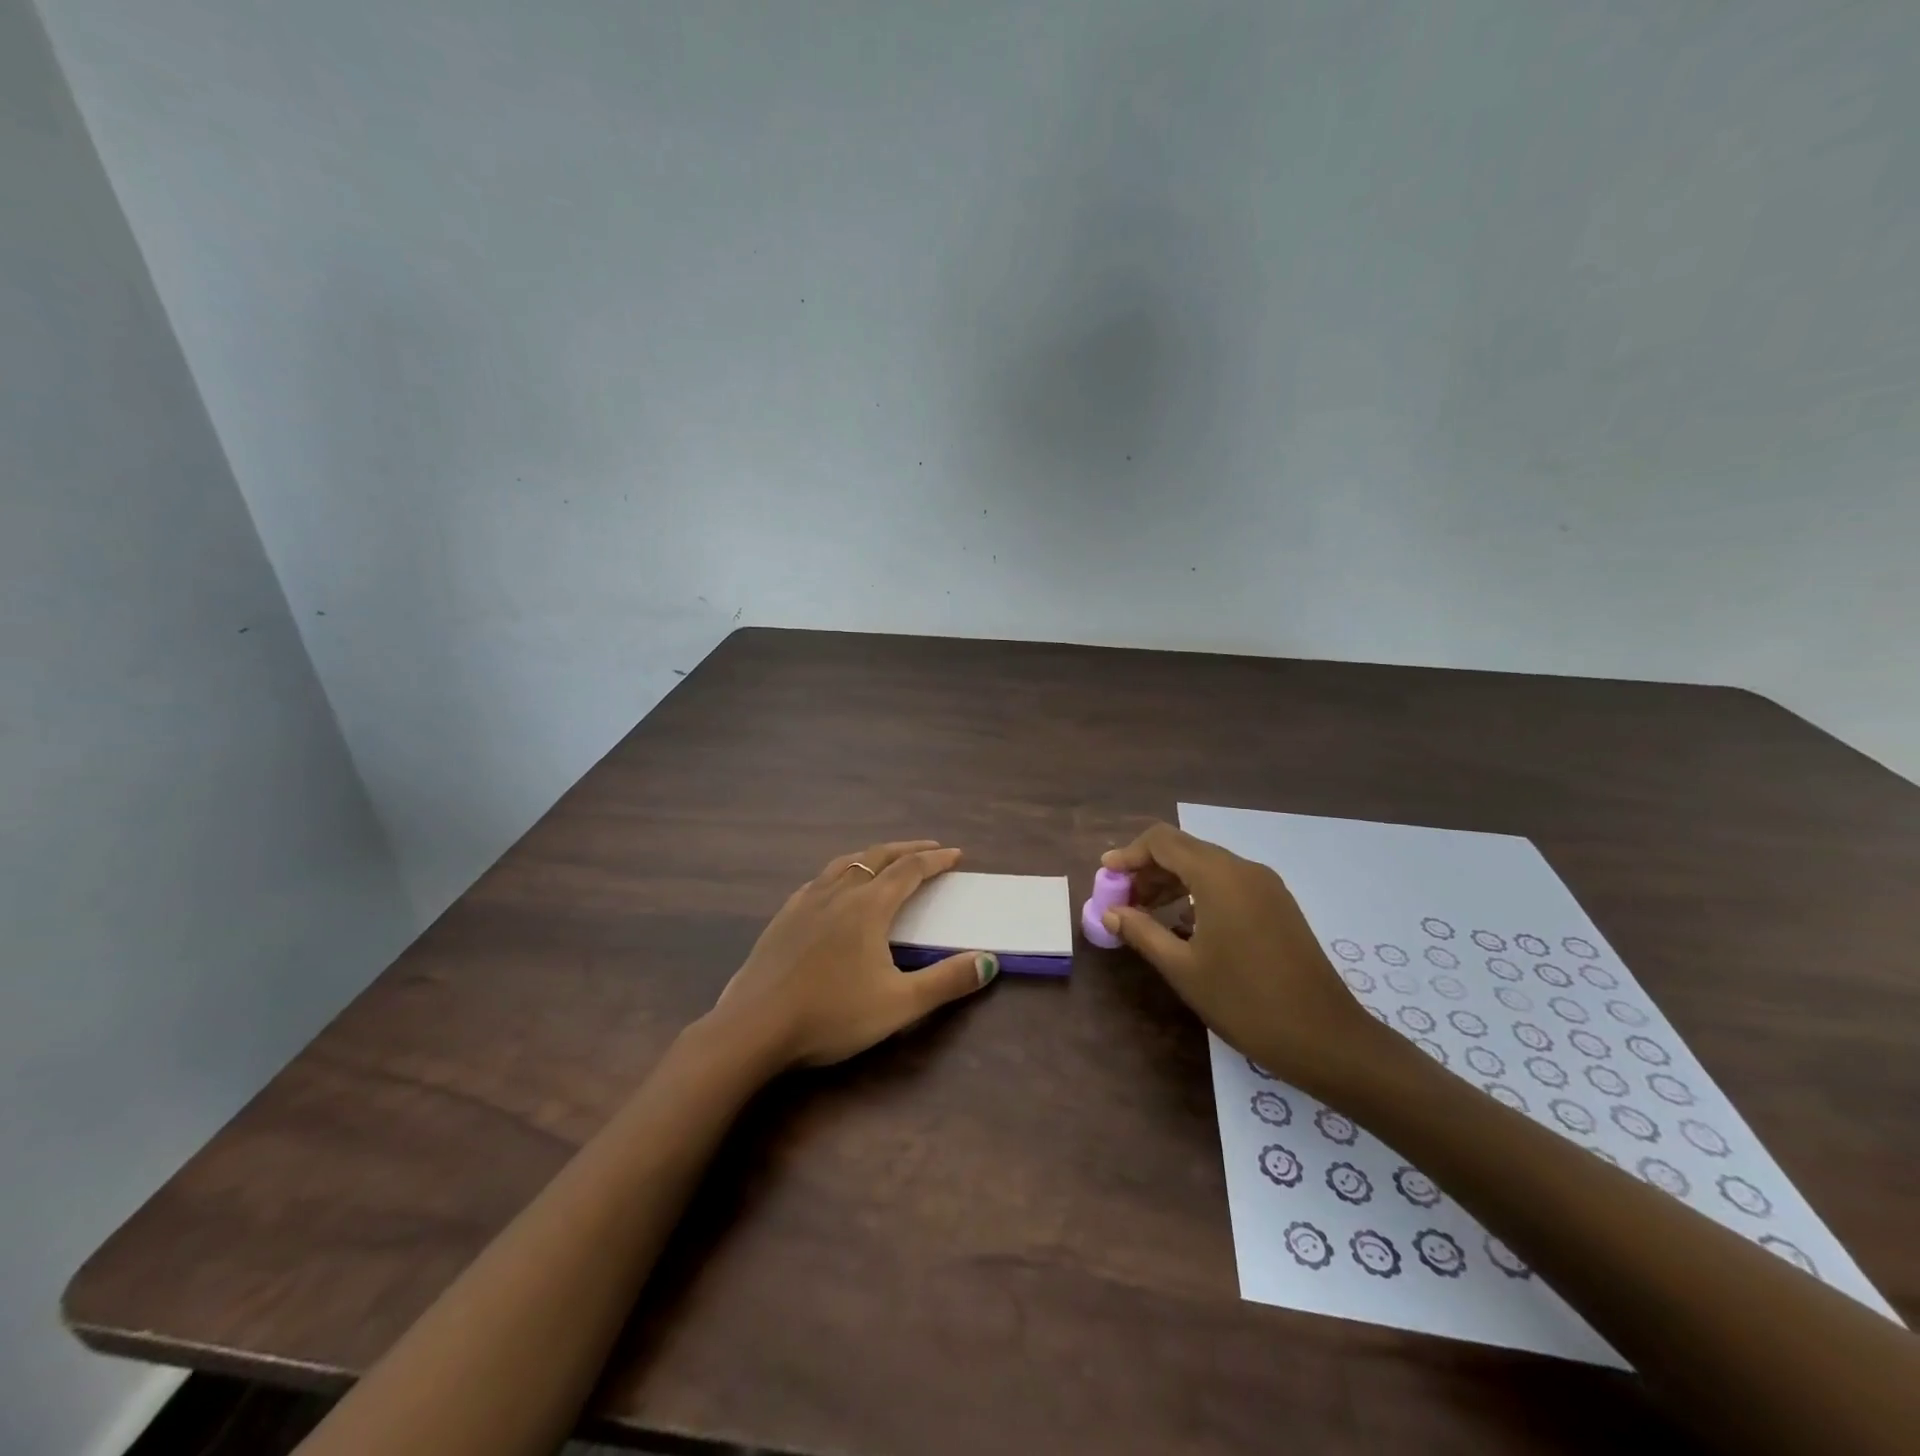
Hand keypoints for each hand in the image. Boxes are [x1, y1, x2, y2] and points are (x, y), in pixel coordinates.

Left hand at [709, 840, 997, 1069]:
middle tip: (929, 848)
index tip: (956, 854)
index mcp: (868, 906)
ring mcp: (805, 901)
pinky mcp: (783, 917)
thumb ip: (947, 981)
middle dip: (907, 849)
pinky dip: (842, 872)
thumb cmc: (832, 1015)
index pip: (910, 870)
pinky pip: (820, 880)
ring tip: (886, 859)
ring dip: (873, 856)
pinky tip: (835, 888)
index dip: (936, 860)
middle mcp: (838, 892)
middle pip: (878, 856)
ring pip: (845, 863)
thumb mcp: (899, 1004)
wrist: (753, 1028)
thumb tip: (989, 961)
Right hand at [1100, 823, 1394, 1095]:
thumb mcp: (1183, 969)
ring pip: (1207, 865)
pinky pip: (1228, 882)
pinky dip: (1198, 892)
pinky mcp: (1278, 905)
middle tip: (1122, 900)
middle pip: (1184, 849)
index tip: (1106, 876)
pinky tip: (1184, 924)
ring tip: (1146, 913)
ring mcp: (1266, 886)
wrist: (1326, 1038)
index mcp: (1219, 877)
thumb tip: (1110, 912)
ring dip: (1172, 881)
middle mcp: (1243, 869)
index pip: (1163, 841)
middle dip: (1148, 869)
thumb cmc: (1246, 1002)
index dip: (1129, 854)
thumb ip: (1142, 932)